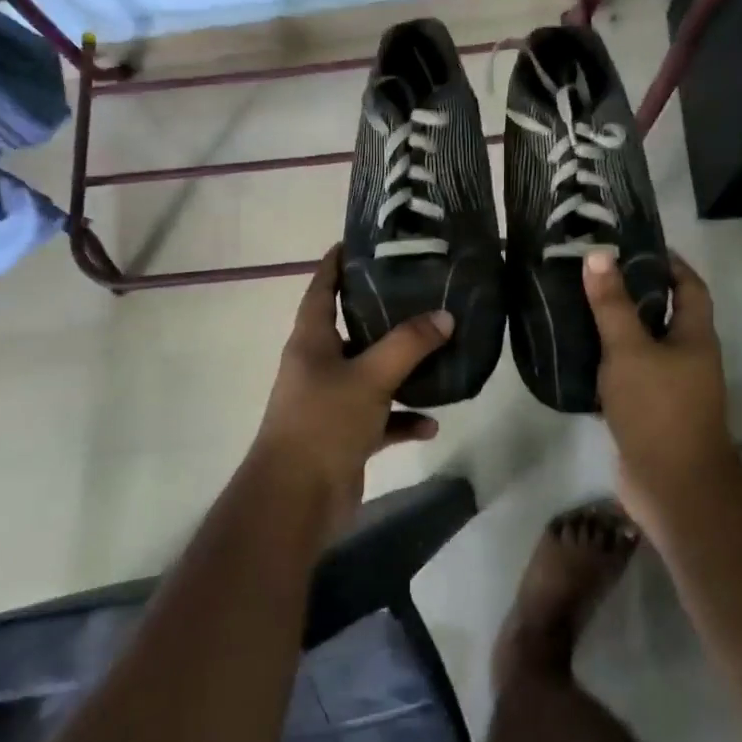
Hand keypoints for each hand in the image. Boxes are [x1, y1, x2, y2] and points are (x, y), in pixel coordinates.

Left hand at [251, 245, 448, 539]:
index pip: (321, 288)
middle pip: (352, 328)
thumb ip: (408, 345)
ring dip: (401, 368)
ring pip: (372, 373)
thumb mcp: (370, 377)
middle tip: (419, 290)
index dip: (336, 262)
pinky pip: (382, 418)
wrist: (295, 501)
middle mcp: (319, 365)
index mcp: (312, 341)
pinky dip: (404, 419)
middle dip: (383, 312)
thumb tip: (445, 316)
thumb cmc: (324, 423)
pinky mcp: (346, 435)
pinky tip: (432, 423)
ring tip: (439, 352)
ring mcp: (332, 401)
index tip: (360, 240)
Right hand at [584, 249, 739, 532]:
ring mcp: (670, 388)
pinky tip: (577, 354)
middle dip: (634, 292)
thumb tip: (599, 255)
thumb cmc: (658, 409)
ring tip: (578, 305)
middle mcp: (688, 358)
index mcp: (695, 337)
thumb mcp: (630, 350)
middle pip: (664, 314)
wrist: (673, 487)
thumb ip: (612, 305)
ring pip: (643, 346)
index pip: (690, 287)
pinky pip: (628, 375)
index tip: (637, 244)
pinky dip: (607, 362)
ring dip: (617, 328)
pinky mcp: (649, 412)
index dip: (670, 263)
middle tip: (594, 272)